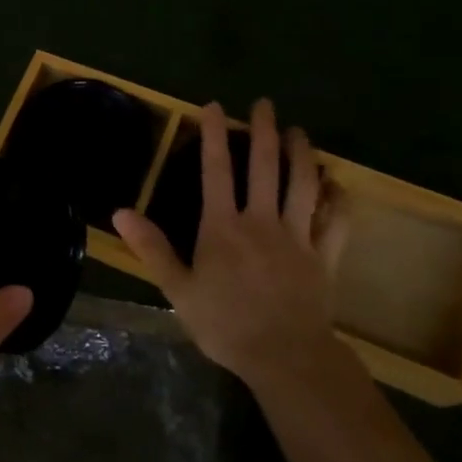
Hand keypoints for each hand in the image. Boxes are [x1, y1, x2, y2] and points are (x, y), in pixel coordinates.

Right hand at [113, 100, 349, 385]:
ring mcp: (298, 237)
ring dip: (302, 155)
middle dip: (263, 131)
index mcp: (223, 227)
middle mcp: (262, 221)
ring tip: (299, 132)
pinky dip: (338, 201)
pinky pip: (335, 223)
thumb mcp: (178, 289)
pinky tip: (339, 186)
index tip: (213, 106)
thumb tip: (121, 212)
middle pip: (265, 167)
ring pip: (303, 185)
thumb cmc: (225, 324)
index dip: (214, 135)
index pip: (217, 170)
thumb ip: (153, 248)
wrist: (285, 357)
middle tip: (264, 104)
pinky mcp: (324, 257)